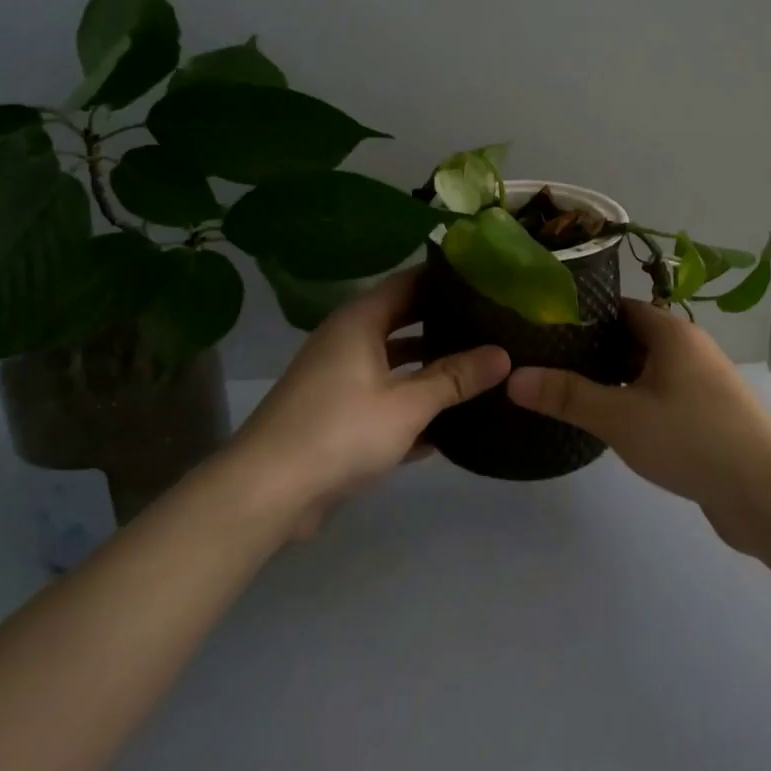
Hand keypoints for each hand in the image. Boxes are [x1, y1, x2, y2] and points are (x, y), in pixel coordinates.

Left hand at [237, 269, 509, 528]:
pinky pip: (383, 399)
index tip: (486, 279)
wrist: (267, 492)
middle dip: (444, 325)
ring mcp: (339, 380)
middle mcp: (347, 341)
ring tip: (479, 370)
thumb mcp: (407, 404)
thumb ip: (455, 378)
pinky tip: (448, 423)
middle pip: (403, 321)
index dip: (445, 279)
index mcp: (360, 322)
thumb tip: (503, 354)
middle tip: (492, 325)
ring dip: (430, 369)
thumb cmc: (340, 431)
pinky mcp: (336, 416)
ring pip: (394, 364)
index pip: (409, 283)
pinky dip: (411, 405)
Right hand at [505, 300, 770, 549]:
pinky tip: (608, 423)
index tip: (545, 326)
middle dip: (592, 350)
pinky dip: (634, 403)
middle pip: (632, 338)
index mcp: (672, 333)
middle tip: (546, 362)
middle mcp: (689, 349)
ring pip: (646, 371)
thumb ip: (566, 396)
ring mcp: (702, 383)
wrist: (766, 494)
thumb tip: (512, 378)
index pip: (620, 307)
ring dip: (613, 380)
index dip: (583, 314)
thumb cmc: (690, 438)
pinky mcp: (707, 416)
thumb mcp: (619, 416)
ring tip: (567, 391)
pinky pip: (661, 397)